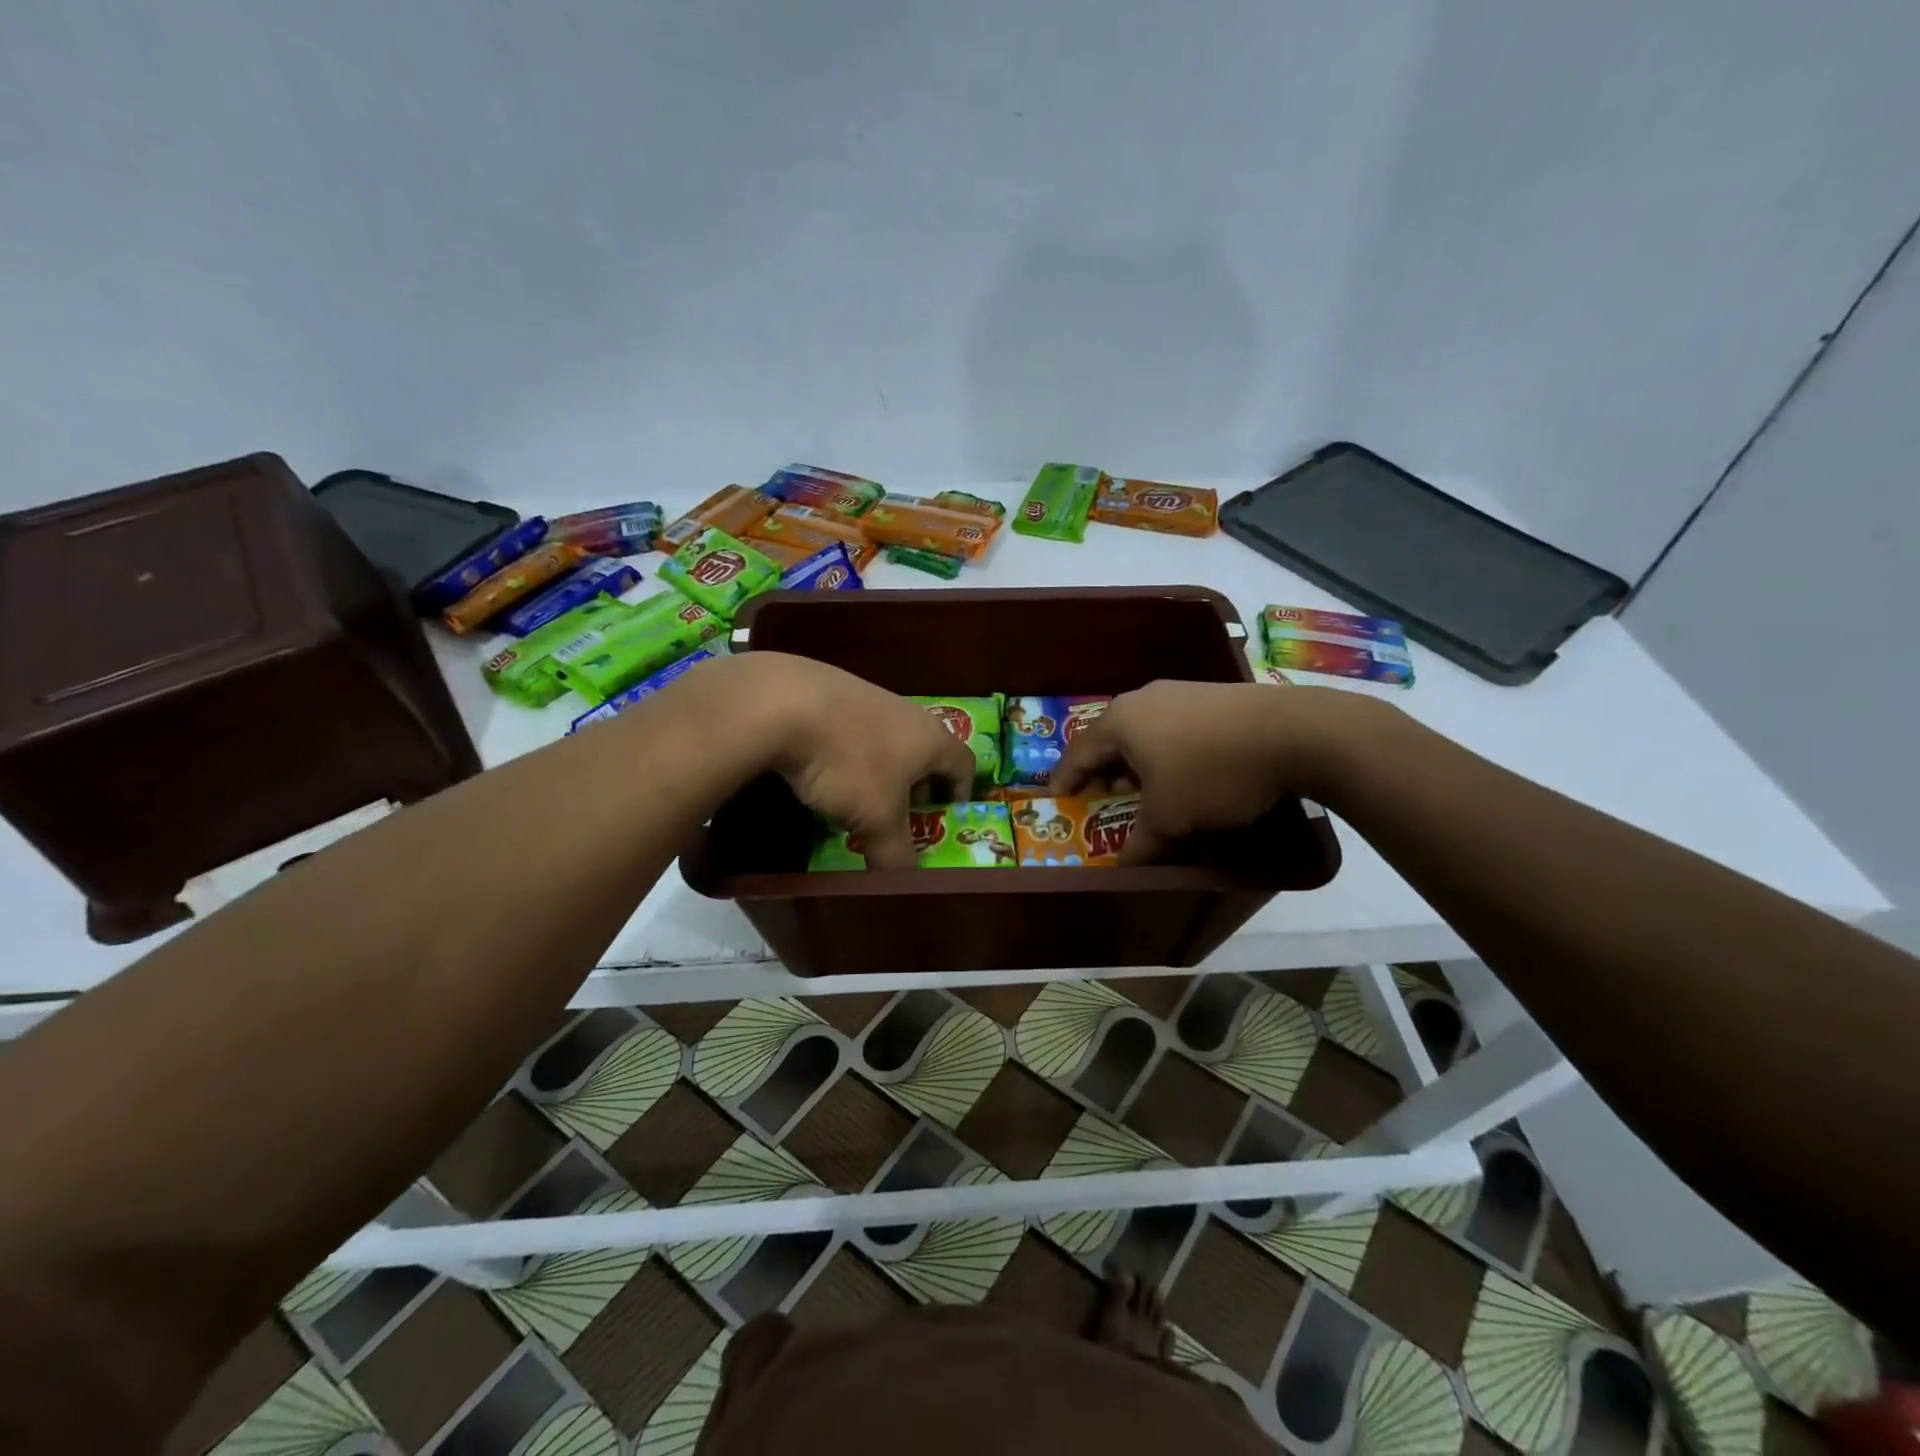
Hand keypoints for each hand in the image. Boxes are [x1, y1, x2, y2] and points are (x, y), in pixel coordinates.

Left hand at [730, 652, 977, 870]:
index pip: (965, 764)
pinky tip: (822, 772)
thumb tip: (904, 880)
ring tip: (857, 799)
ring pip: (887, 741)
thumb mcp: (877, 820)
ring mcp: (868, 697)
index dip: (962, 793)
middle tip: (901, 815)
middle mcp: (908, 712)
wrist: (783, 702)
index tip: (947, 816)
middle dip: (917, 786)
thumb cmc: (849, 763)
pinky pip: (852, 731)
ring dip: (880, 771)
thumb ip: (896, 854)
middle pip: (926, 752)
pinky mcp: (831, 693)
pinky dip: (847, 755)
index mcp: (932, 739)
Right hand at [1052, 680, 1365, 863]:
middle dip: (1102, 772)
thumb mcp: (1169, 819)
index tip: (1056, 800)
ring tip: (1142, 790)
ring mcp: (1179, 692)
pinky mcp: (1211, 696)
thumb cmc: (1212, 774)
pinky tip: (1182, 773)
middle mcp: (1142, 699)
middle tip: (1099, 799)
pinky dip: (1164, 752)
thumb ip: (1139, 844)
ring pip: (1142, 732)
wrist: (1294, 733)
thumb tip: (1121, 867)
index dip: (1064, 780)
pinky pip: (1171, 727)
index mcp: (1120, 722)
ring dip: (1135, 763)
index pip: (1077, 753)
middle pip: (1109, 739)